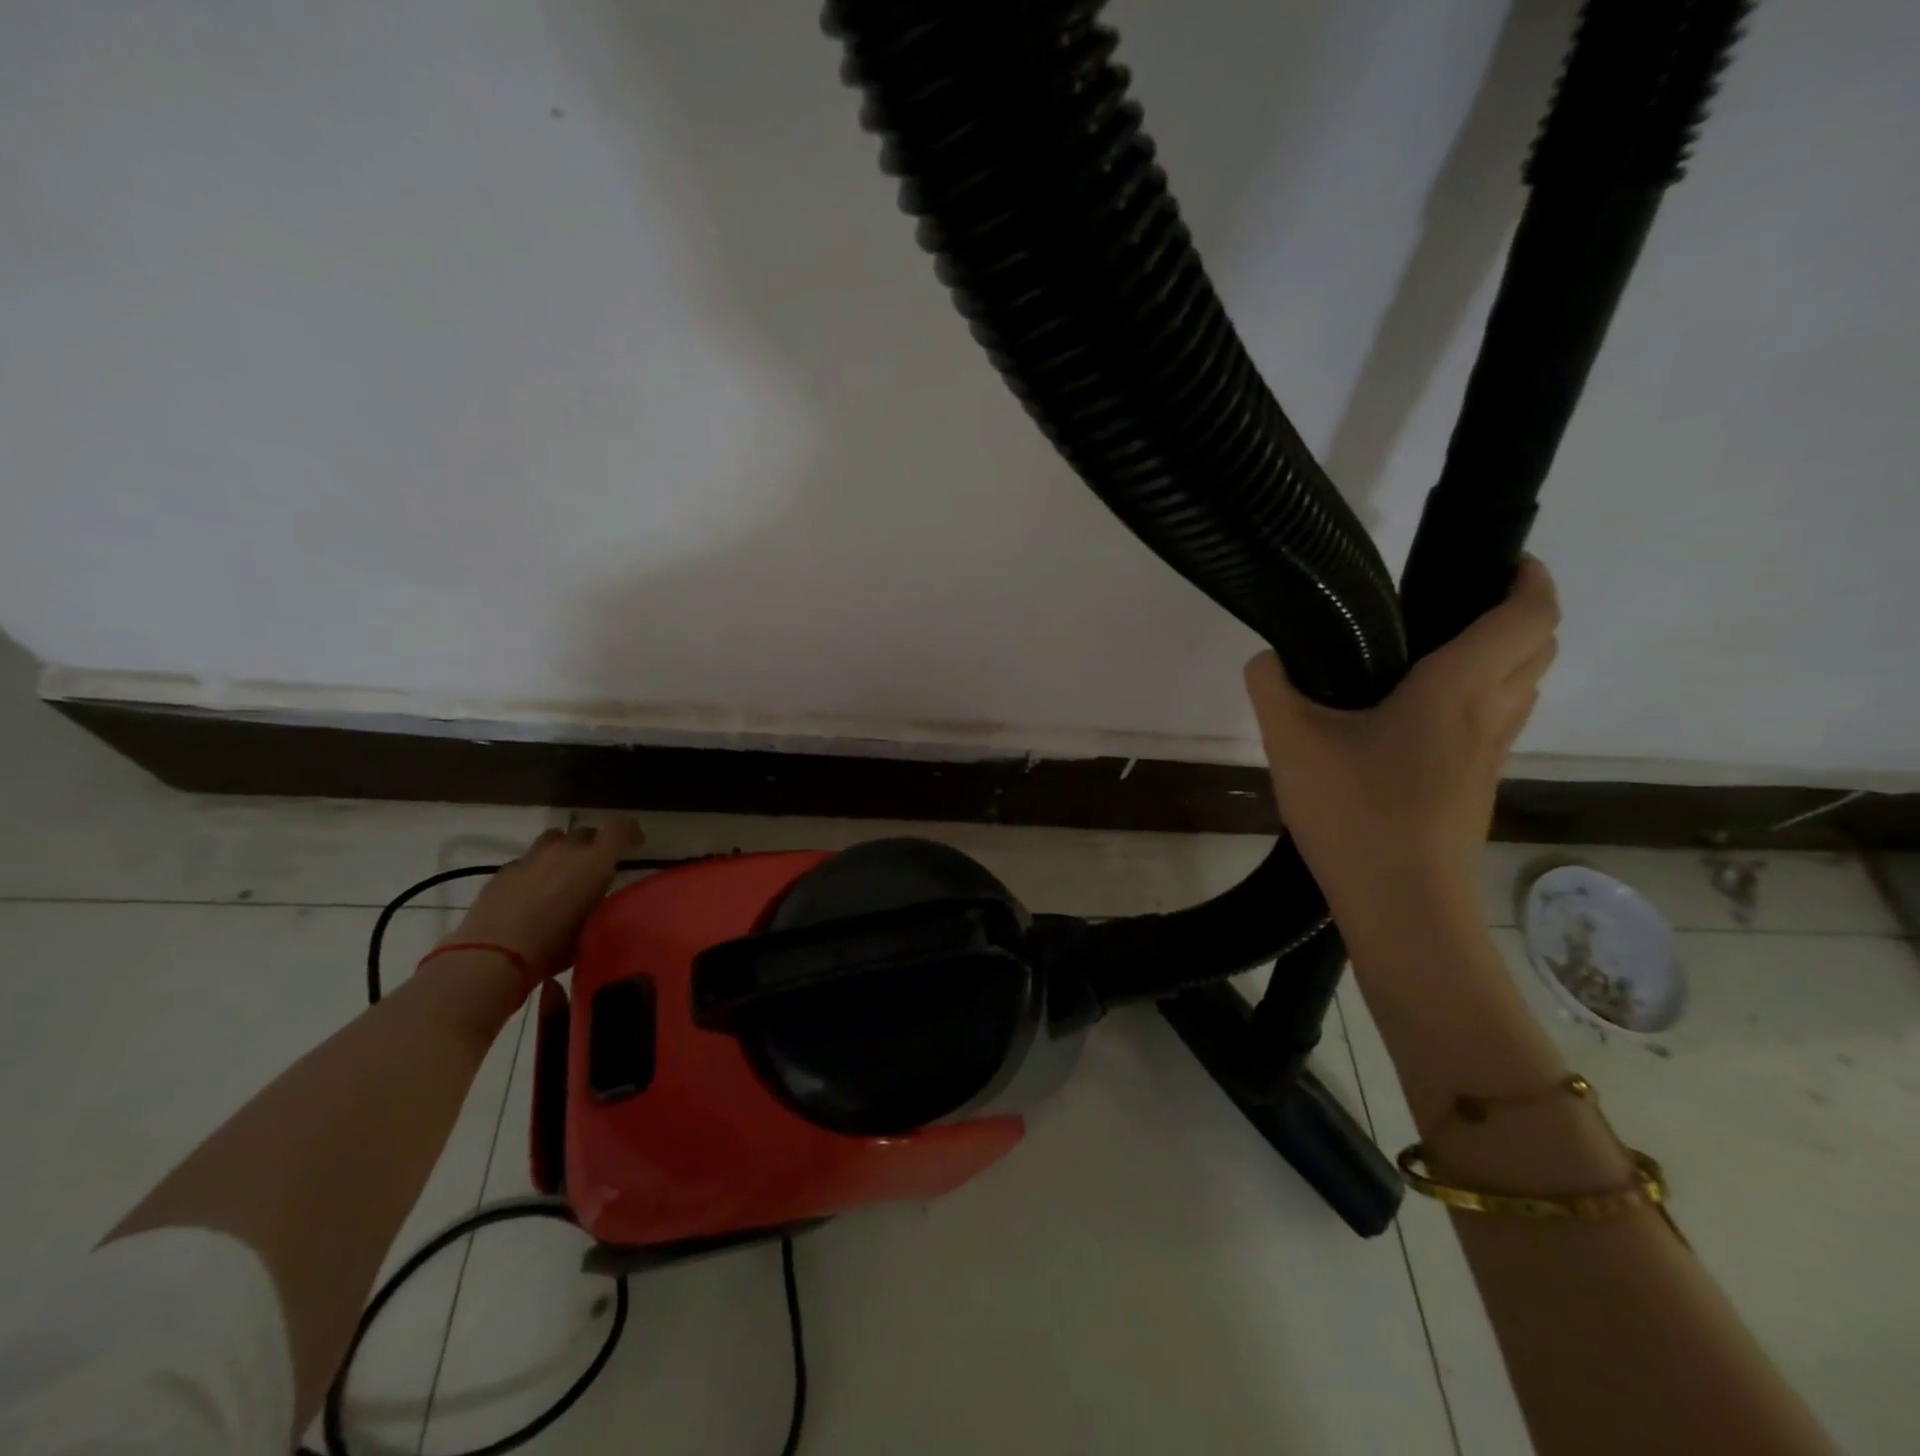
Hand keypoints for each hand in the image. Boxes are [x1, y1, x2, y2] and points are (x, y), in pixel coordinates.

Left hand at [444, 816, 642, 978]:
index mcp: (595, 862)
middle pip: (585, 832)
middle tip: (595, 868)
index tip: (635, 844)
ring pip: (553, 839)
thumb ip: (599, 902)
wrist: (493, 955)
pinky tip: (530, 895)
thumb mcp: (593, 926)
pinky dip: (534, 870)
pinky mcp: (503, 872)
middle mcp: (565, 850)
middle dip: (594, 845)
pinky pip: (526, 861)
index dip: (629, 832)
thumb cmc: (554, 946)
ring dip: (562, 851)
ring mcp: (530, 858)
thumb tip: (598, 898)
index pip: (620, 827)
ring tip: (561, 875)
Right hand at [1244, 557, 1558, 930]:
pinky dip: (1480, 701)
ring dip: (1502, 659)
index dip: (1528, 579)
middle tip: (1457, 606)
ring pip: (1522, 689)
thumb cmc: (1355, 812)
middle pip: (1538, 648)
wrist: (1400, 905)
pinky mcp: (1476, 789)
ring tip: (1436, 656)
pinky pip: (1496, 725)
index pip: (1529, 616)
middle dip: (1517, 615)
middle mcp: (1489, 715)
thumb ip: (1272, 688)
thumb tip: (1268, 660)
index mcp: (1456, 689)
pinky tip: (1418, 720)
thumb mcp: (1291, 743)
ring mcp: (1489, 757)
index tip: (1497, 561)